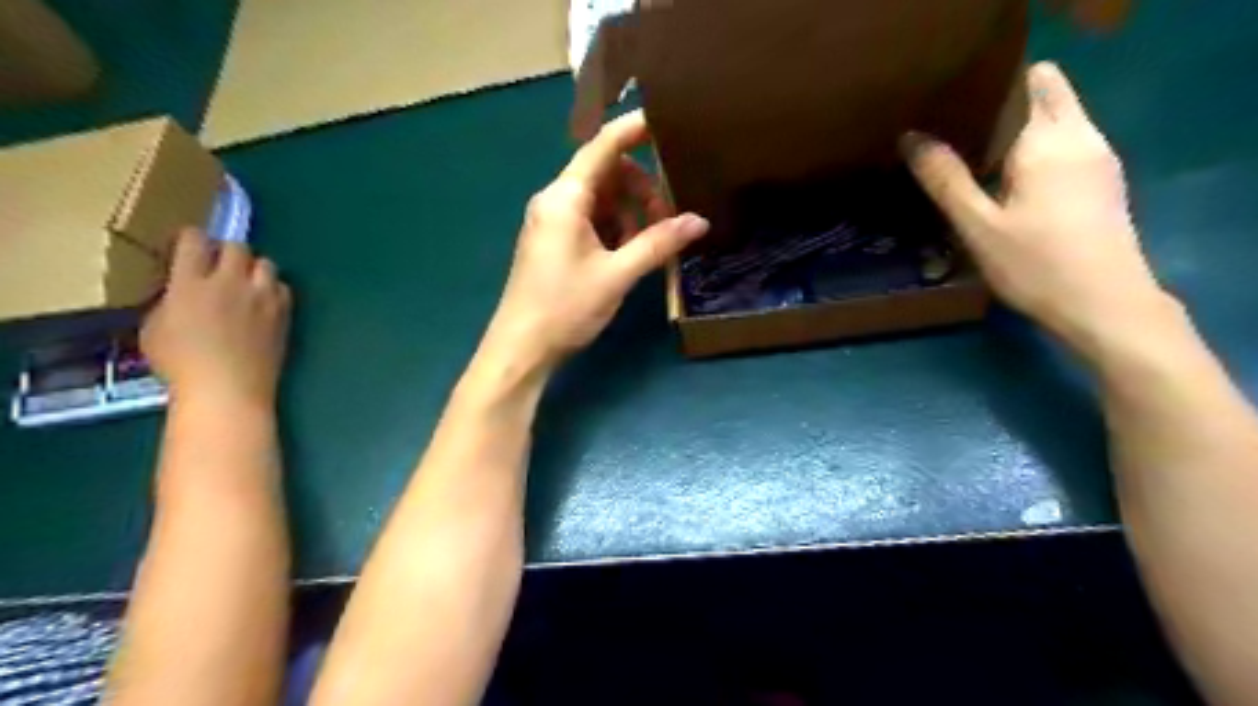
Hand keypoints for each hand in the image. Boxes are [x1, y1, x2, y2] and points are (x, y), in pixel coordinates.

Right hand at [142, 228, 292, 410]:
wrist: (228, 388)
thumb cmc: (181, 364)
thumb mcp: (155, 327)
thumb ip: (170, 300)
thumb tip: (182, 291)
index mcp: (191, 283)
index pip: (194, 241)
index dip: (191, 238)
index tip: (189, 245)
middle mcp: (230, 283)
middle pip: (237, 246)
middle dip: (227, 251)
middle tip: (219, 266)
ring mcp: (262, 297)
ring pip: (266, 263)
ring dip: (254, 268)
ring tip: (245, 283)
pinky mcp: (284, 313)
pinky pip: (283, 288)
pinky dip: (274, 289)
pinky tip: (264, 302)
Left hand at [482, 109, 705, 368]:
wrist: (521, 348)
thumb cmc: (565, 307)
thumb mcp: (617, 275)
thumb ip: (658, 244)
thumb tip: (700, 222)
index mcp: (565, 197)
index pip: (604, 146)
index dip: (636, 129)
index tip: (669, 121)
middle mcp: (556, 200)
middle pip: (606, 173)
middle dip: (641, 188)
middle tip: (667, 220)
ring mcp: (553, 221)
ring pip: (601, 199)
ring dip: (630, 213)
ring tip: (651, 244)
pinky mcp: (554, 241)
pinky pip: (591, 220)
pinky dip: (615, 229)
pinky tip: (630, 254)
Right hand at [905, 62, 1169, 352]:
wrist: (1105, 306)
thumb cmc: (1036, 265)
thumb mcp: (978, 226)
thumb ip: (945, 179)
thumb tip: (911, 137)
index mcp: (1049, 139)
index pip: (1026, 82)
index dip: (990, 87)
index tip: (950, 108)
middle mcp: (1081, 136)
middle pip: (1046, 93)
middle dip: (1003, 103)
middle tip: (955, 133)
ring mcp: (1098, 157)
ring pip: (1057, 119)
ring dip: (1017, 129)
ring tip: (971, 155)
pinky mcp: (1102, 180)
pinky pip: (1064, 143)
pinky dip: (1034, 149)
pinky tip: (1004, 181)